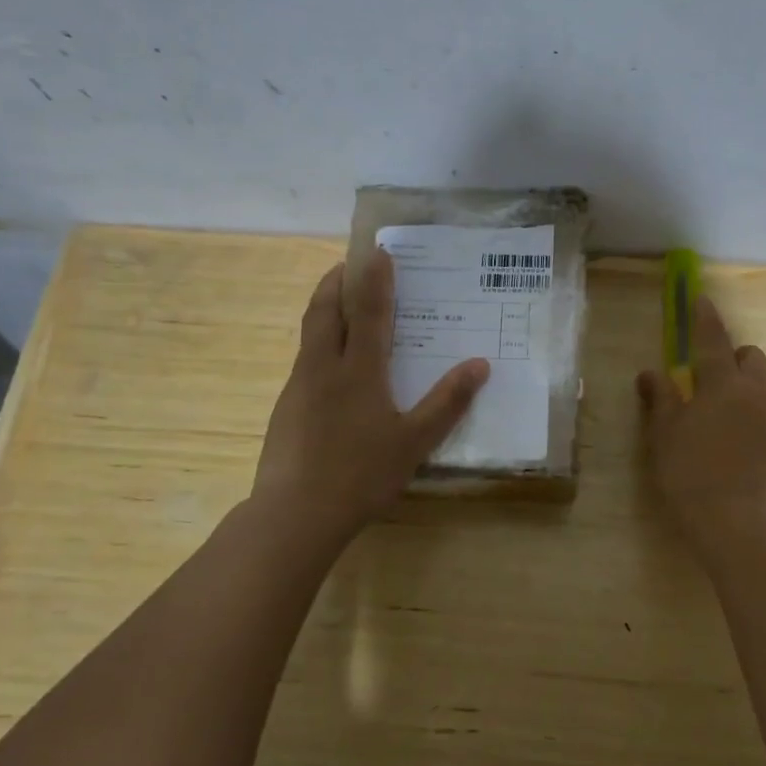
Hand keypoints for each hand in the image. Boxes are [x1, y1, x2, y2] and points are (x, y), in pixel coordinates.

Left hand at [252, 252, 488, 544]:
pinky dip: (319, 345)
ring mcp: (299, 387)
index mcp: (358, 370)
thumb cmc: (361, 474)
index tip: (377, 251)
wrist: (295, 514)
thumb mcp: (415, 441)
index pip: (367, 311)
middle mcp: (323, 368)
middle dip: (335, 282)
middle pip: (324, 310)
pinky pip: (305, 362)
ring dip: (324, 310)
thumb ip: (447, 402)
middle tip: (348, 265)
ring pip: (309, 334)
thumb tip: (480, 364)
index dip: (374, 278)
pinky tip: (332, 369)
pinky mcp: (286, 409)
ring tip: (341, 306)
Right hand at [636, 295, 765, 542]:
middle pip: (750, 356)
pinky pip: (762, 407)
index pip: (713, 340)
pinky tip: (726, 429)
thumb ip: (660, 397)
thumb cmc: (689, 471)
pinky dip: (746, 404)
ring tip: (712, 404)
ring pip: (759, 382)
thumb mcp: (664, 432)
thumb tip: (651, 373)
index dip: (705, 318)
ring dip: (740, 380)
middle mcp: (753, 393)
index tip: (701, 299)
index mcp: (723, 384)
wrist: (731, 521)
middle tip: (703, 371)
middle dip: (731, 353)